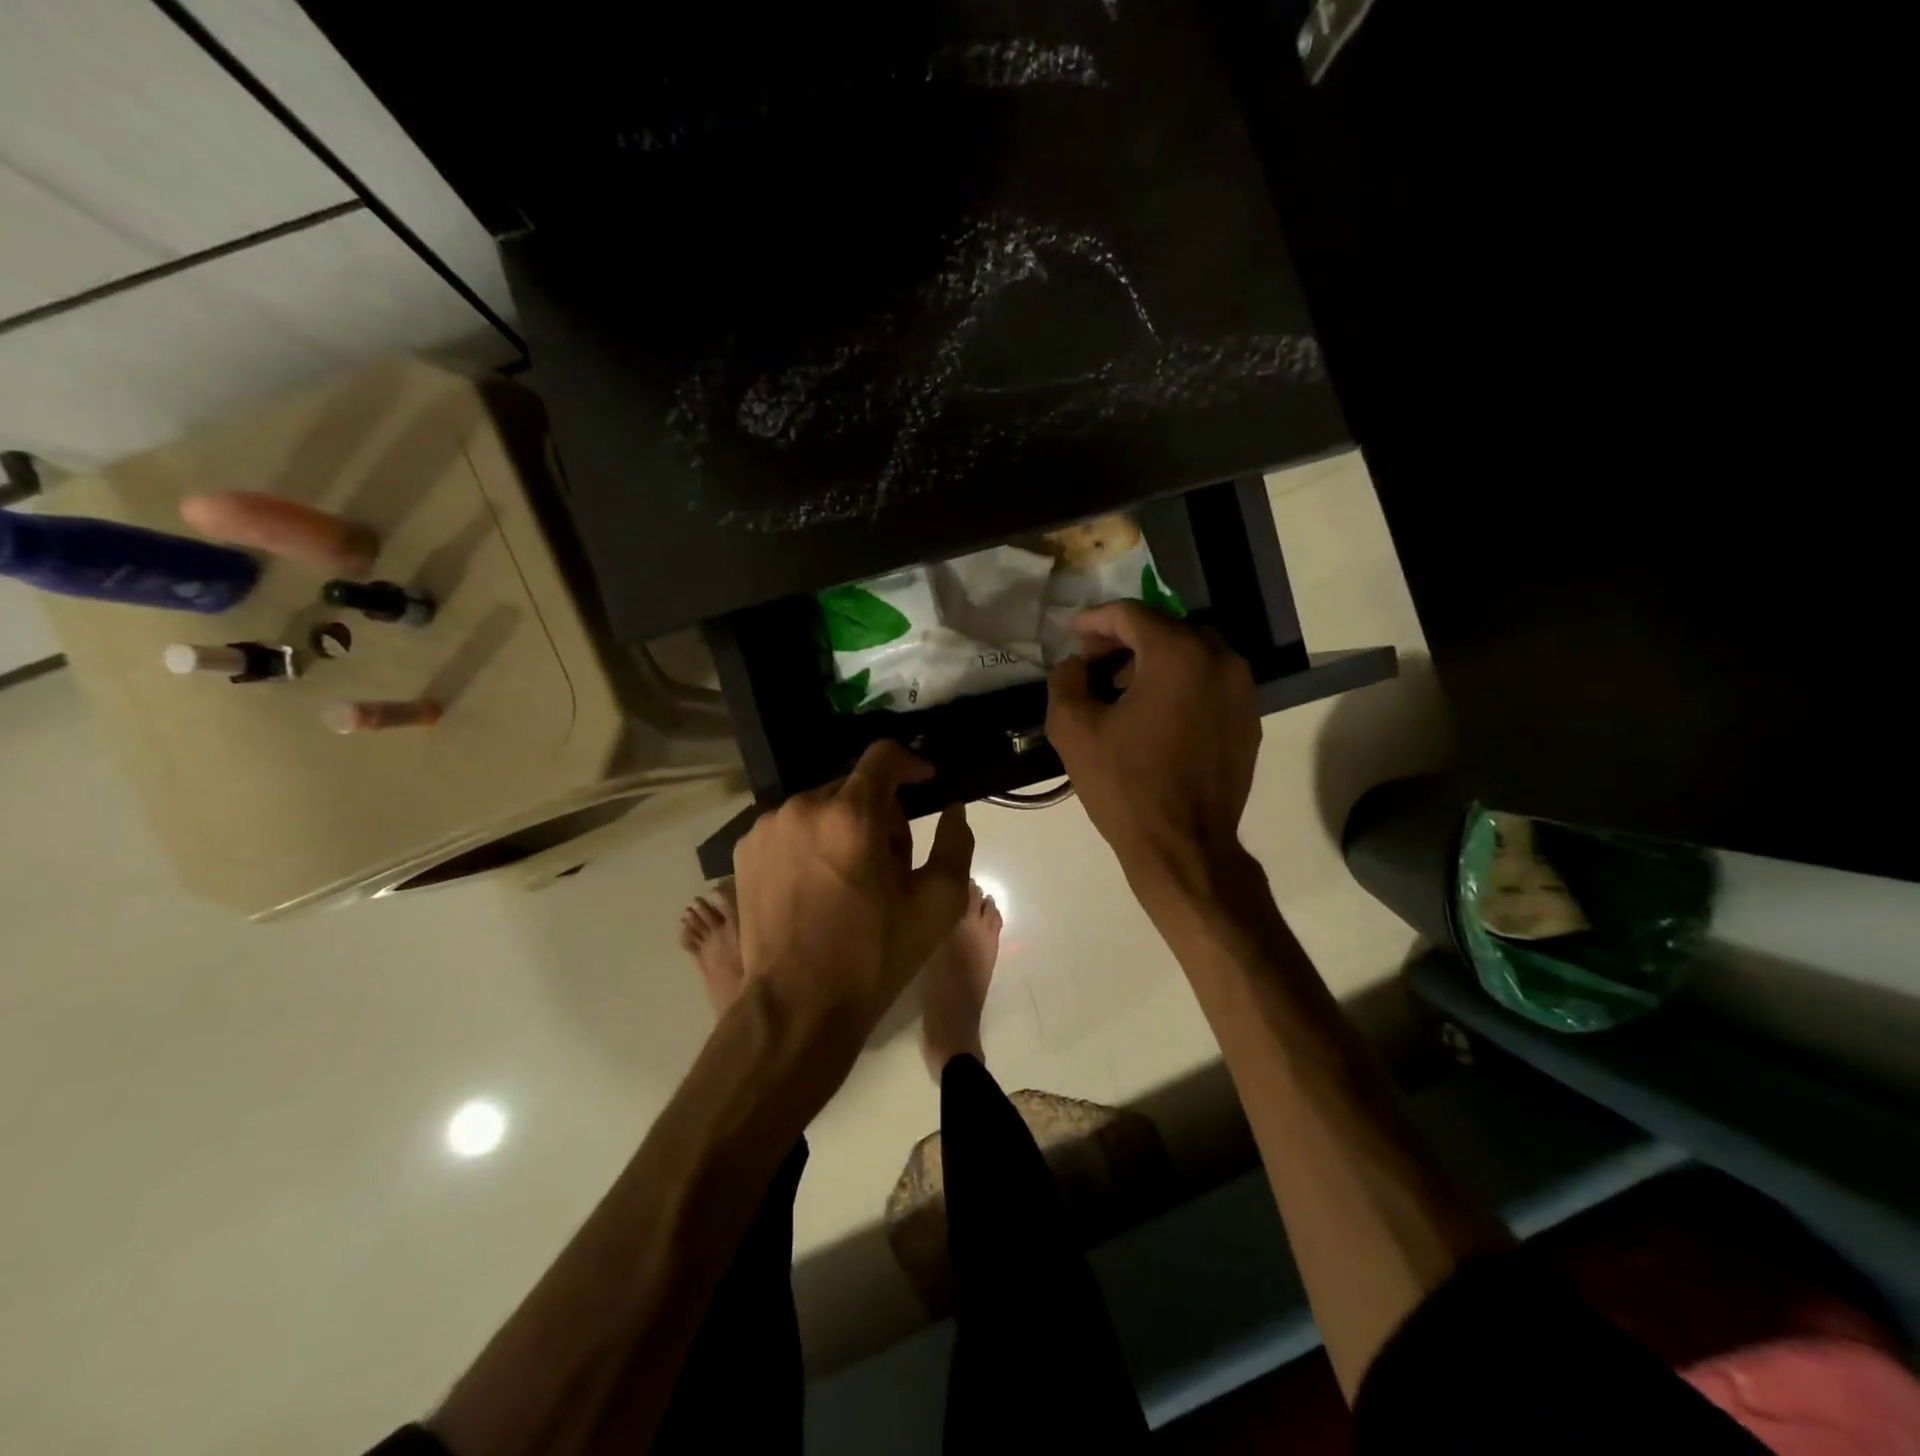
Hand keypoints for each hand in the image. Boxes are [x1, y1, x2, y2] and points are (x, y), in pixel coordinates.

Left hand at [733, 740, 973, 1042]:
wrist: (797, 1007)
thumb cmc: (873, 956)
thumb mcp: (937, 904)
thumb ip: (956, 843)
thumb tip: (953, 809)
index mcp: (851, 815)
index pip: (883, 756)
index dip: (910, 763)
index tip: (925, 782)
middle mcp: (803, 808)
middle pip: (854, 787)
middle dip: (879, 812)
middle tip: (890, 861)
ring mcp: (768, 828)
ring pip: (821, 807)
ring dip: (843, 827)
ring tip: (850, 878)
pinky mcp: (745, 850)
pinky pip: (791, 828)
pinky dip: (810, 843)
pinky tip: (816, 886)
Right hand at [1046, 601, 1260, 897]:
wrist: (1185, 847)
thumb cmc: (1126, 786)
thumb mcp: (1073, 730)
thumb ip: (1065, 680)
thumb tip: (1075, 665)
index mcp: (1178, 654)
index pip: (1131, 615)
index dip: (1096, 621)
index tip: (1074, 636)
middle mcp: (1220, 659)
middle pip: (1164, 629)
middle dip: (1125, 640)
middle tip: (1093, 665)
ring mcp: (1242, 690)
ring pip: (1191, 654)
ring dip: (1153, 662)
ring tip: (1121, 693)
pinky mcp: (1248, 719)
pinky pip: (1209, 682)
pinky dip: (1179, 685)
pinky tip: (1154, 716)